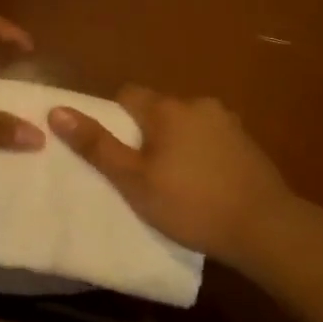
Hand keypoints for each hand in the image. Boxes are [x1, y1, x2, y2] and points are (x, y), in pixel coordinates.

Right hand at [48, 86, 295, 267]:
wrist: (265, 226)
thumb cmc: (191, 203)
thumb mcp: (134, 181)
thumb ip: (97, 145)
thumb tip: (57, 111)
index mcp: (168, 109)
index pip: (128, 94)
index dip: (114, 118)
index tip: (115, 150)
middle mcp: (199, 104)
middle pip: (159, 109)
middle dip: (146, 132)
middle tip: (141, 172)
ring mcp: (228, 122)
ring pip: (187, 124)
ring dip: (176, 142)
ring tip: (174, 181)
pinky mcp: (248, 143)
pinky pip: (211, 138)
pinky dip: (201, 153)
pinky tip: (204, 183)